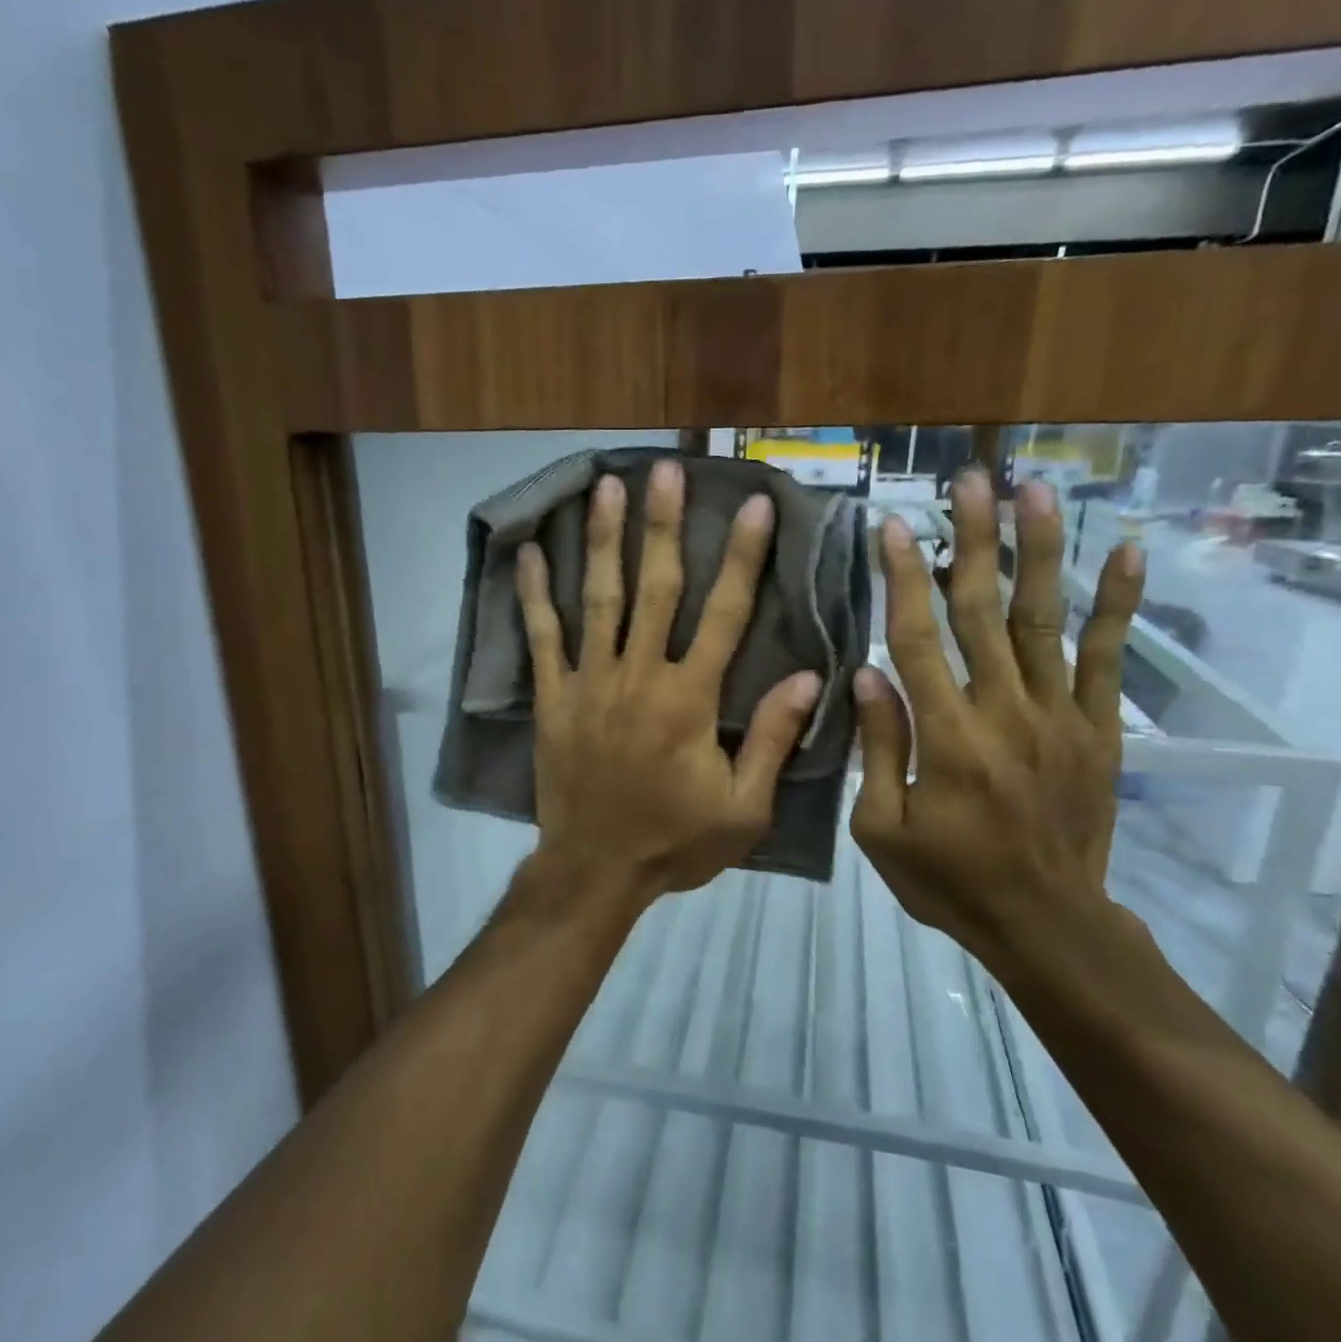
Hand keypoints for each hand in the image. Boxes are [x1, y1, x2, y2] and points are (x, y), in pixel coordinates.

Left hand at [517, 460, 821, 899]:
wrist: (594, 871)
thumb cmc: (675, 842)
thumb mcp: (743, 808)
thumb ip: (773, 740)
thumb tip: (809, 676)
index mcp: (689, 700)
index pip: (724, 614)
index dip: (742, 557)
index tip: (753, 505)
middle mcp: (638, 677)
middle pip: (655, 588)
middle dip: (663, 526)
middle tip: (665, 470)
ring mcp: (589, 684)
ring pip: (598, 600)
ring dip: (604, 540)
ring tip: (606, 487)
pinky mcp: (552, 699)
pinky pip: (541, 638)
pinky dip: (534, 595)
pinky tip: (530, 553)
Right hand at [850, 469, 1145, 968]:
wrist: (1046, 924)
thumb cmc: (949, 880)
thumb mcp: (882, 828)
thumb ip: (879, 747)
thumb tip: (867, 673)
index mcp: (947, 738)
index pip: (918, 639)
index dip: (902, 578)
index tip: (891, 525)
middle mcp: (1005, 712)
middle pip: (982, 611)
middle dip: (973, 540)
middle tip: (969, 480)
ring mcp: (1059, 716)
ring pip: (1044, 620)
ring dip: (1040, 550)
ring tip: (1035, 491)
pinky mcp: (1098, 730)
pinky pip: (1109, 659)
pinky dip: (1120, 605)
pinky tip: (1127, 553)